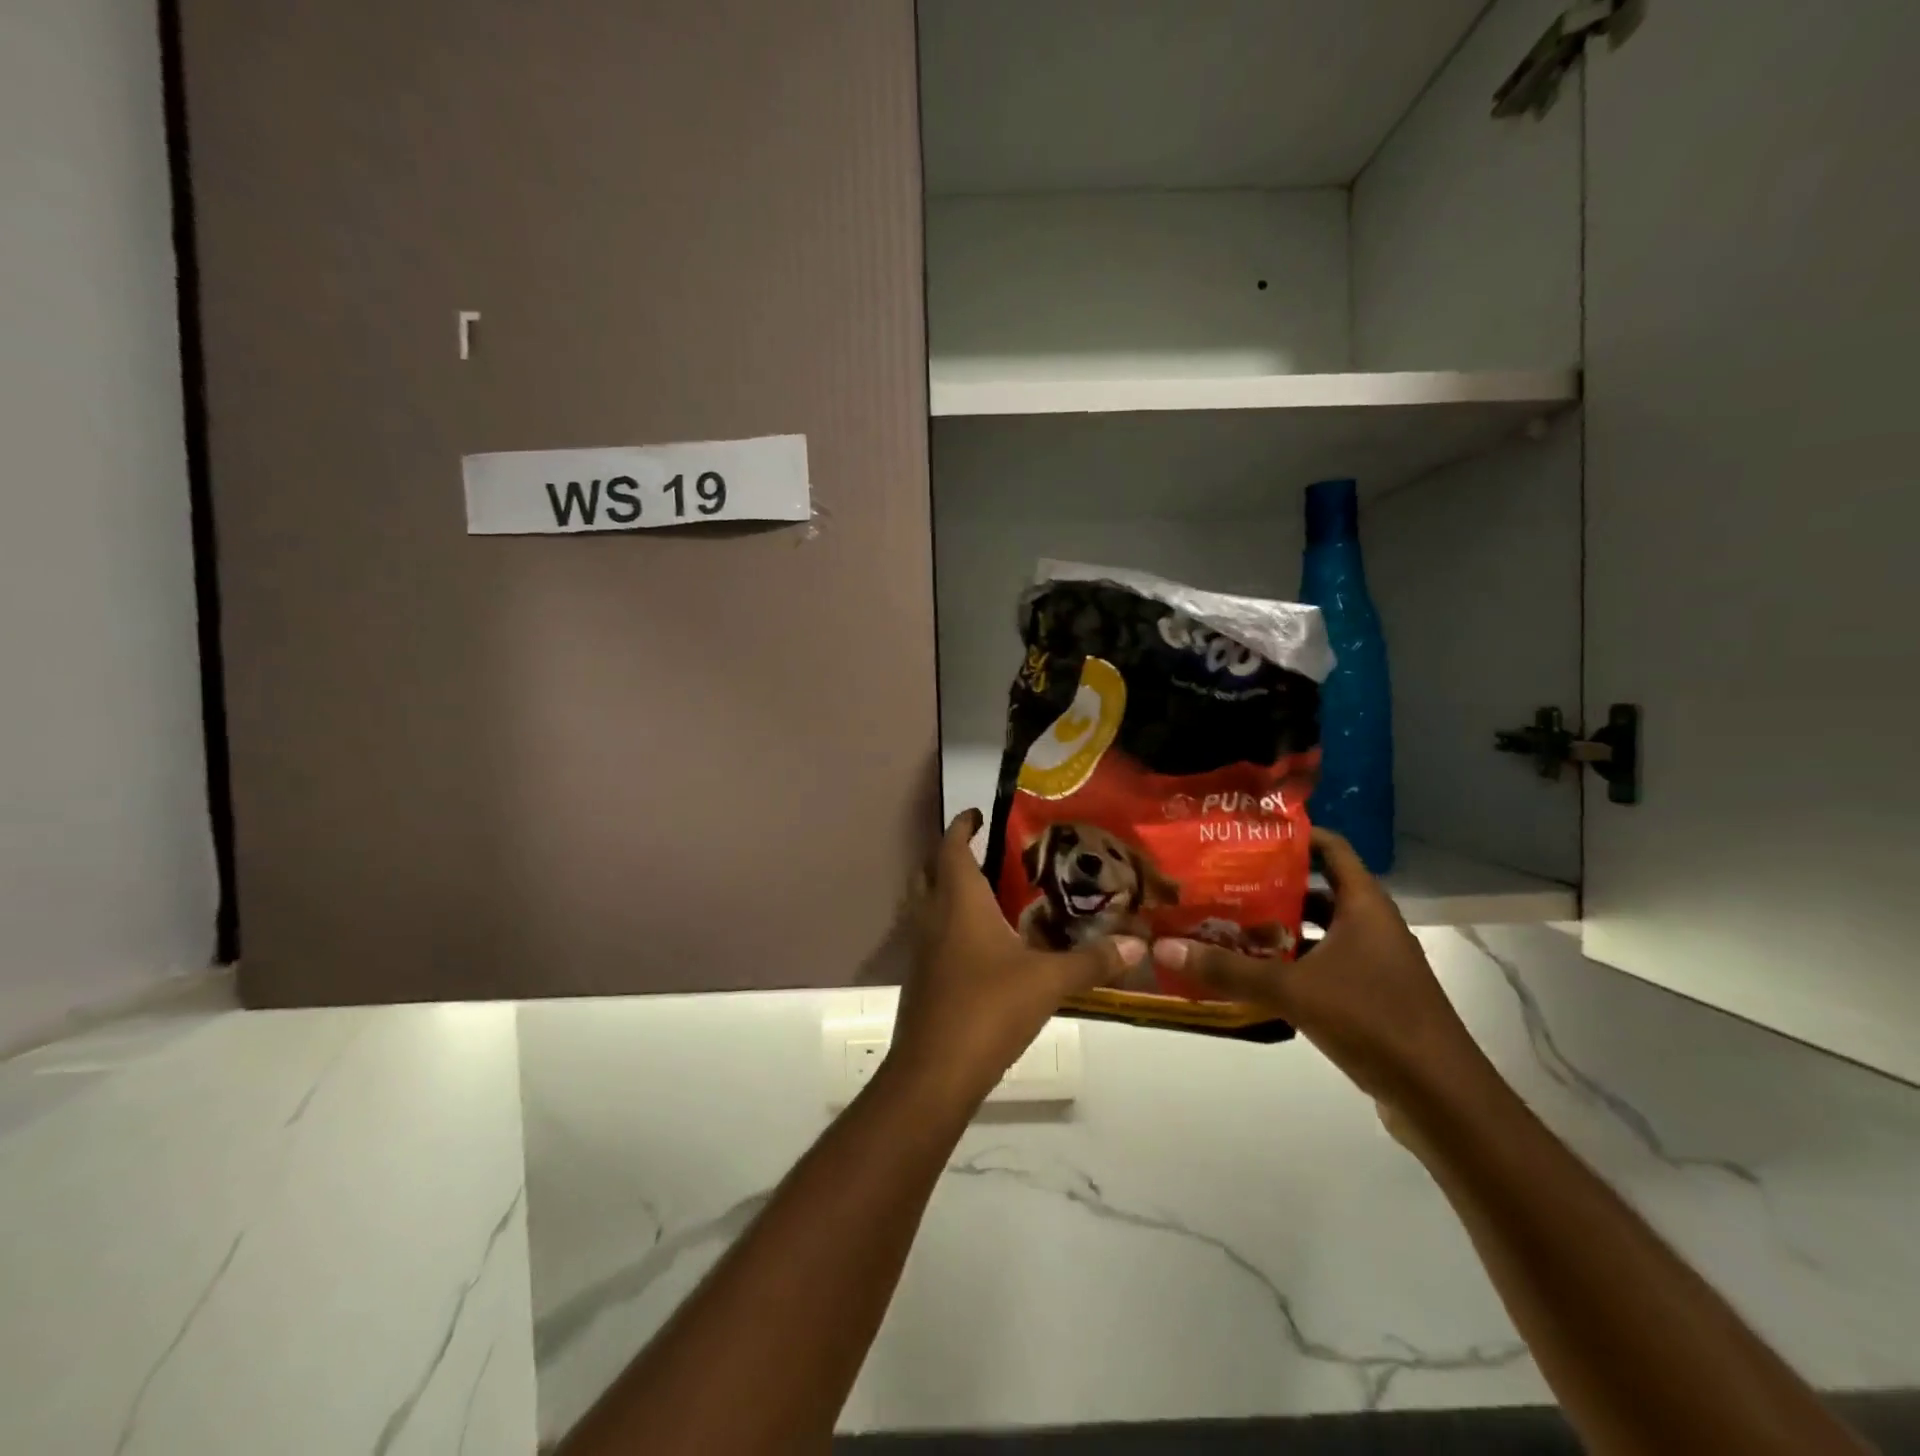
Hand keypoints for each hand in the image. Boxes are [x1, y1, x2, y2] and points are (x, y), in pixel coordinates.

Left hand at [888, 811, 1142, 1107]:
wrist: (935, 1071)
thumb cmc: (988, 1008)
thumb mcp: (1048, 981)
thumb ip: (1092, 961)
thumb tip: (1138, 944)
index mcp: (958, 902)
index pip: (952, 847)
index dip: (962, 825)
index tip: (978, 813)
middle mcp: (932, 916)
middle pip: (929, 870)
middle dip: (949, 855)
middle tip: (982, 851)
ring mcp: (919, 948)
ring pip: (924, 903)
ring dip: (944, 889)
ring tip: (982, 892)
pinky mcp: (919, 977)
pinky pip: (929, 934)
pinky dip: (946, 924)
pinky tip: (976, 944)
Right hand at [1149, 829, 1496, 1116]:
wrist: (1442, 1099)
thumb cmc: (1373, 1021)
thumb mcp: (1292, 990)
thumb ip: (1228, 969)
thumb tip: (1163, 946)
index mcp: (1364, 906)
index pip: (1331, 848)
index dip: (1292, 835)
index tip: (1244, 834)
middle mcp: (1370, 927)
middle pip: (1316, 890)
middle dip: (1269, 885)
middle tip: (1218, 881)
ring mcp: (1372, 965)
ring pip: (1316, 932)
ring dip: (1276, 929)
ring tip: (1224, 924)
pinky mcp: (1368, 998)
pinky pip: (1321, 967)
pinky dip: (1288, 965)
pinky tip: (1250, 974)